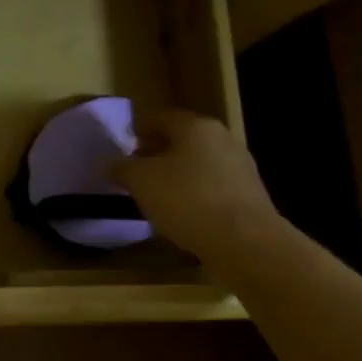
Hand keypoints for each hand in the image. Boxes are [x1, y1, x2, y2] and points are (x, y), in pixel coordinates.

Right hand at [110, 111, 280, 260]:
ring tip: (156, 197)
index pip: (160, 118)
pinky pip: (213, 187)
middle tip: (136, 173)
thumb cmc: (187, 200)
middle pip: (181, 140)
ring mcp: (241, 167)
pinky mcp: (250, 195)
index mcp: (196, 126)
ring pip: (198, 164)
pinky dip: (195, 194)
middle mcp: (222, 139)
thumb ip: (121, 167)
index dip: (138, 131)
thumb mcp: (140, 181)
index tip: (123, 148)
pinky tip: (183, 214)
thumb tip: (110, 163)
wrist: (245, 243)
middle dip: (157, 154)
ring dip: (176, 175)